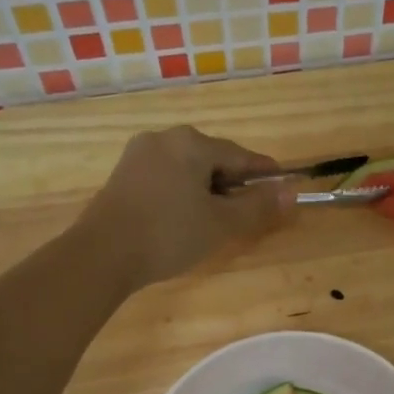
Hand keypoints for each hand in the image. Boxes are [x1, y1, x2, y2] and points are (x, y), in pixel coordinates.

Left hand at [79, 126, 292, 289]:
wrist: (102, 254)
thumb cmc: (169, 234)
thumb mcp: (222, 223)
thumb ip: (258, 206)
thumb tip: (291, 191)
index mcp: (192, 143)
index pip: (241, 156)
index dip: (265, 174)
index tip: (284, 187)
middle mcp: (165, 138)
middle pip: (213, 159)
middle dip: (234, 183)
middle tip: (249, 212)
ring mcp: (139, 155)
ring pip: (188, 169)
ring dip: (208, 190)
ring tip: (218, 220)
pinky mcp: (124, 175)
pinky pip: (167, 177)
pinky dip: (184, 193)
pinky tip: (186, 218)